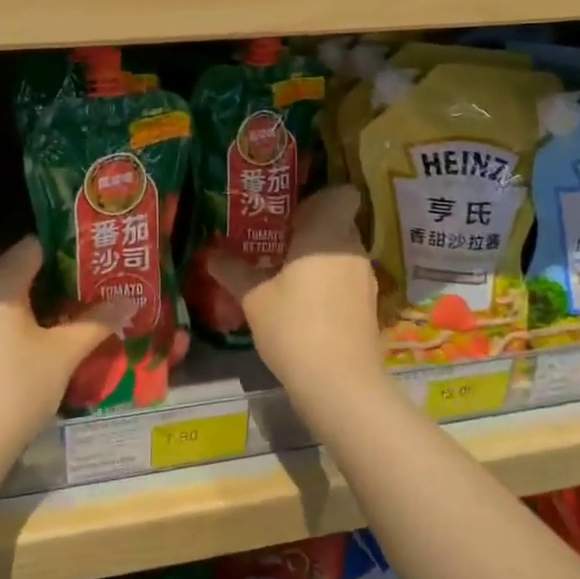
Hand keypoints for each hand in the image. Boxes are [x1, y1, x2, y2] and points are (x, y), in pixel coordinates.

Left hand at [0, 238, 133, 483]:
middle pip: (13, 272)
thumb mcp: (63, 356)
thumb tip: (128, 300)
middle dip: (49, 280)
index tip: (91, 261)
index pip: (33, 247)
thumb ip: (96, 323)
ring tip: (59, 319)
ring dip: (25, 305)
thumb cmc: (15, 392)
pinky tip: (22, 351)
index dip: (65, 250)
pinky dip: (2, 327)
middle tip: (83, 291)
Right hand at [210, 186, 384, 400]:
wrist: (340, 384)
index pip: (340, 195)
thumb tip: (210, 254)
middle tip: (277, 240)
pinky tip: (305, 303)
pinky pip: (347, 279)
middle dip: (311, 229)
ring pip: (342, 253)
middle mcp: (352, 248)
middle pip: (338, 223)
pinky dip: (330, 283)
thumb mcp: (254, 298)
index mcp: (326, 233)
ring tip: (287, 273)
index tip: (292, 212)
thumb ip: (233, 271)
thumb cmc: (294, 327)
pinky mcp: (369, 306)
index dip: (320, 198)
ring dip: (320, 258)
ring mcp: (365, 279)